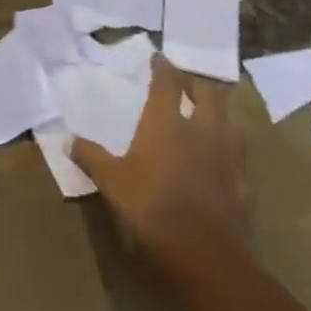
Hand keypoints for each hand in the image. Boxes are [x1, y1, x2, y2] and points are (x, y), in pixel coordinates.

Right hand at [72, 60, 251, 261]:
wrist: (203, 253)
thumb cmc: (151, 206)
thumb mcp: (112, 181)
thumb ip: (91, 157)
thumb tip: (67, 139)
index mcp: (167, 123)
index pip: (167, 83)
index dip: (163, 68)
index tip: (160, 58)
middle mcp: (202, 130)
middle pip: (208, 95)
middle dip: (197, 85)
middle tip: (187, 84)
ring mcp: (228, 157)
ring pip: (232, 123)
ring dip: (221, 114)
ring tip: (211, 115)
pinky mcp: (244, 186)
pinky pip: (241, 161)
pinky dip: (232, 155)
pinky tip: (226, 162)